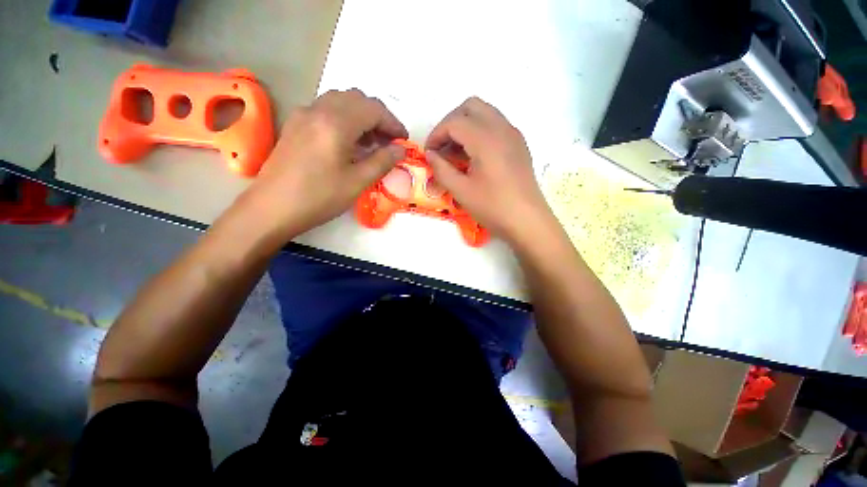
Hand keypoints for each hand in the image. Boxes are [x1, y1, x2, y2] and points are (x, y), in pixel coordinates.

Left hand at [238, 89, 407, 242]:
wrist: (271, 208)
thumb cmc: (318, 197)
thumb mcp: (357, 182)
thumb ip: (382, 162)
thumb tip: (401, 150)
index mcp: (336, 123)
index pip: (373, 109)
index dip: (393, 123)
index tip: (404, 140)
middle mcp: (318, 110)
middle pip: (357, 99)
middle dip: (378, 117)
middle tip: (389, 141)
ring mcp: (304, 115)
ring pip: (340, 102)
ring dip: (361, 116)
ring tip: (371, 143)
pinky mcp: (295, 125)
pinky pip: (326, 111)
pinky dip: (345, 120)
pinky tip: (349, 142)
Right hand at [425, 97, 553, 245]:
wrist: (527, 221)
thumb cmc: (493, 207)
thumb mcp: (461, 191)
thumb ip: (441, 169)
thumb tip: (431, 155)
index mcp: (486, 139)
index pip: (454, 122)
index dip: (436, 135)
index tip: (429, 153)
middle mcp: (501, 128)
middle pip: (470, 107)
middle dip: (451, 122)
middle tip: (442, 147)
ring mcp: (513, 134)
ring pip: (485, 113)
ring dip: (466, 125)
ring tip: (456, 153)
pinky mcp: (519, 144)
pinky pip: (496, 125)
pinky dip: (480, 131)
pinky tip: (474, 156)